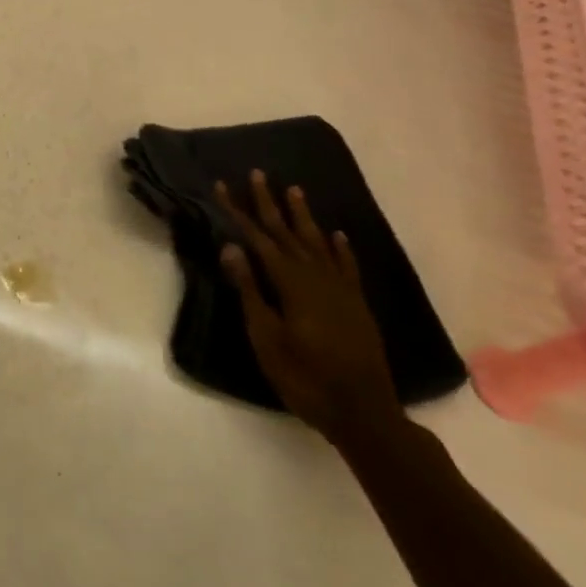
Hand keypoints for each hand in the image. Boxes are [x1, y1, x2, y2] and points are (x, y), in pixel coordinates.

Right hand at [217, 172, 402, 448]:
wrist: (364, 412)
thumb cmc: (304, 377)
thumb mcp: (266, 337)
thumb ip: (250, 289)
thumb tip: (231, 246)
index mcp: (290, 282)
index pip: (257, 237)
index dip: (237, 210)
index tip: (221, 185)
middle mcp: (316, 276)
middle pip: (287, 232)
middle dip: (269, 202)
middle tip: (257, 173)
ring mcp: (340, 289)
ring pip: (317, 242)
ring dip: (303, 215)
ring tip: (294, 189)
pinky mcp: (356, 304)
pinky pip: (346, 265)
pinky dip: (340, 247)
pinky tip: (337, 234)